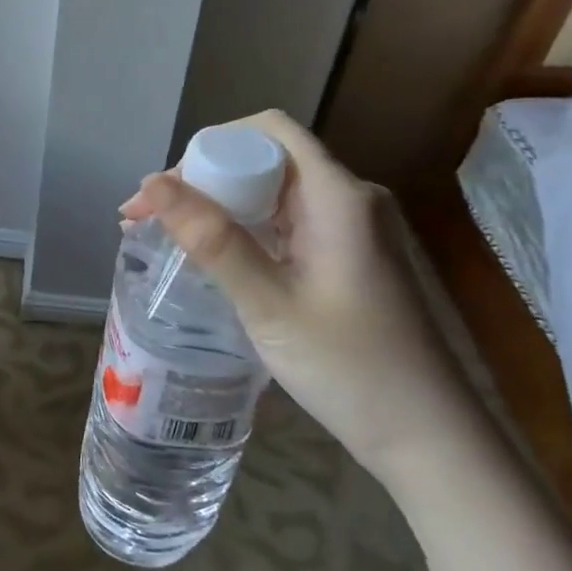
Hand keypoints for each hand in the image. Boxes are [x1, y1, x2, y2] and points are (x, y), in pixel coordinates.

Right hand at [122, 110, 477, 483]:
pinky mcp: (345, 257)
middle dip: (201, 180)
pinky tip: (209, 256)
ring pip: (271, 193)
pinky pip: (284, 224)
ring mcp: (350, 229)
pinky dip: (241, 231)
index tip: (164, 191)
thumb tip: (151, 184)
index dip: (208, 147)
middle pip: (264, 160)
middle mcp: (348, 199)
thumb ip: (211, 239)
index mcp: (338, 196)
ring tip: (162, 236)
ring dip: (216, 207)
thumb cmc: (349, 368)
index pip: (266, 132)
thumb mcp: (268, 302)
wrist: (427, 438)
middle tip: (145, 220)